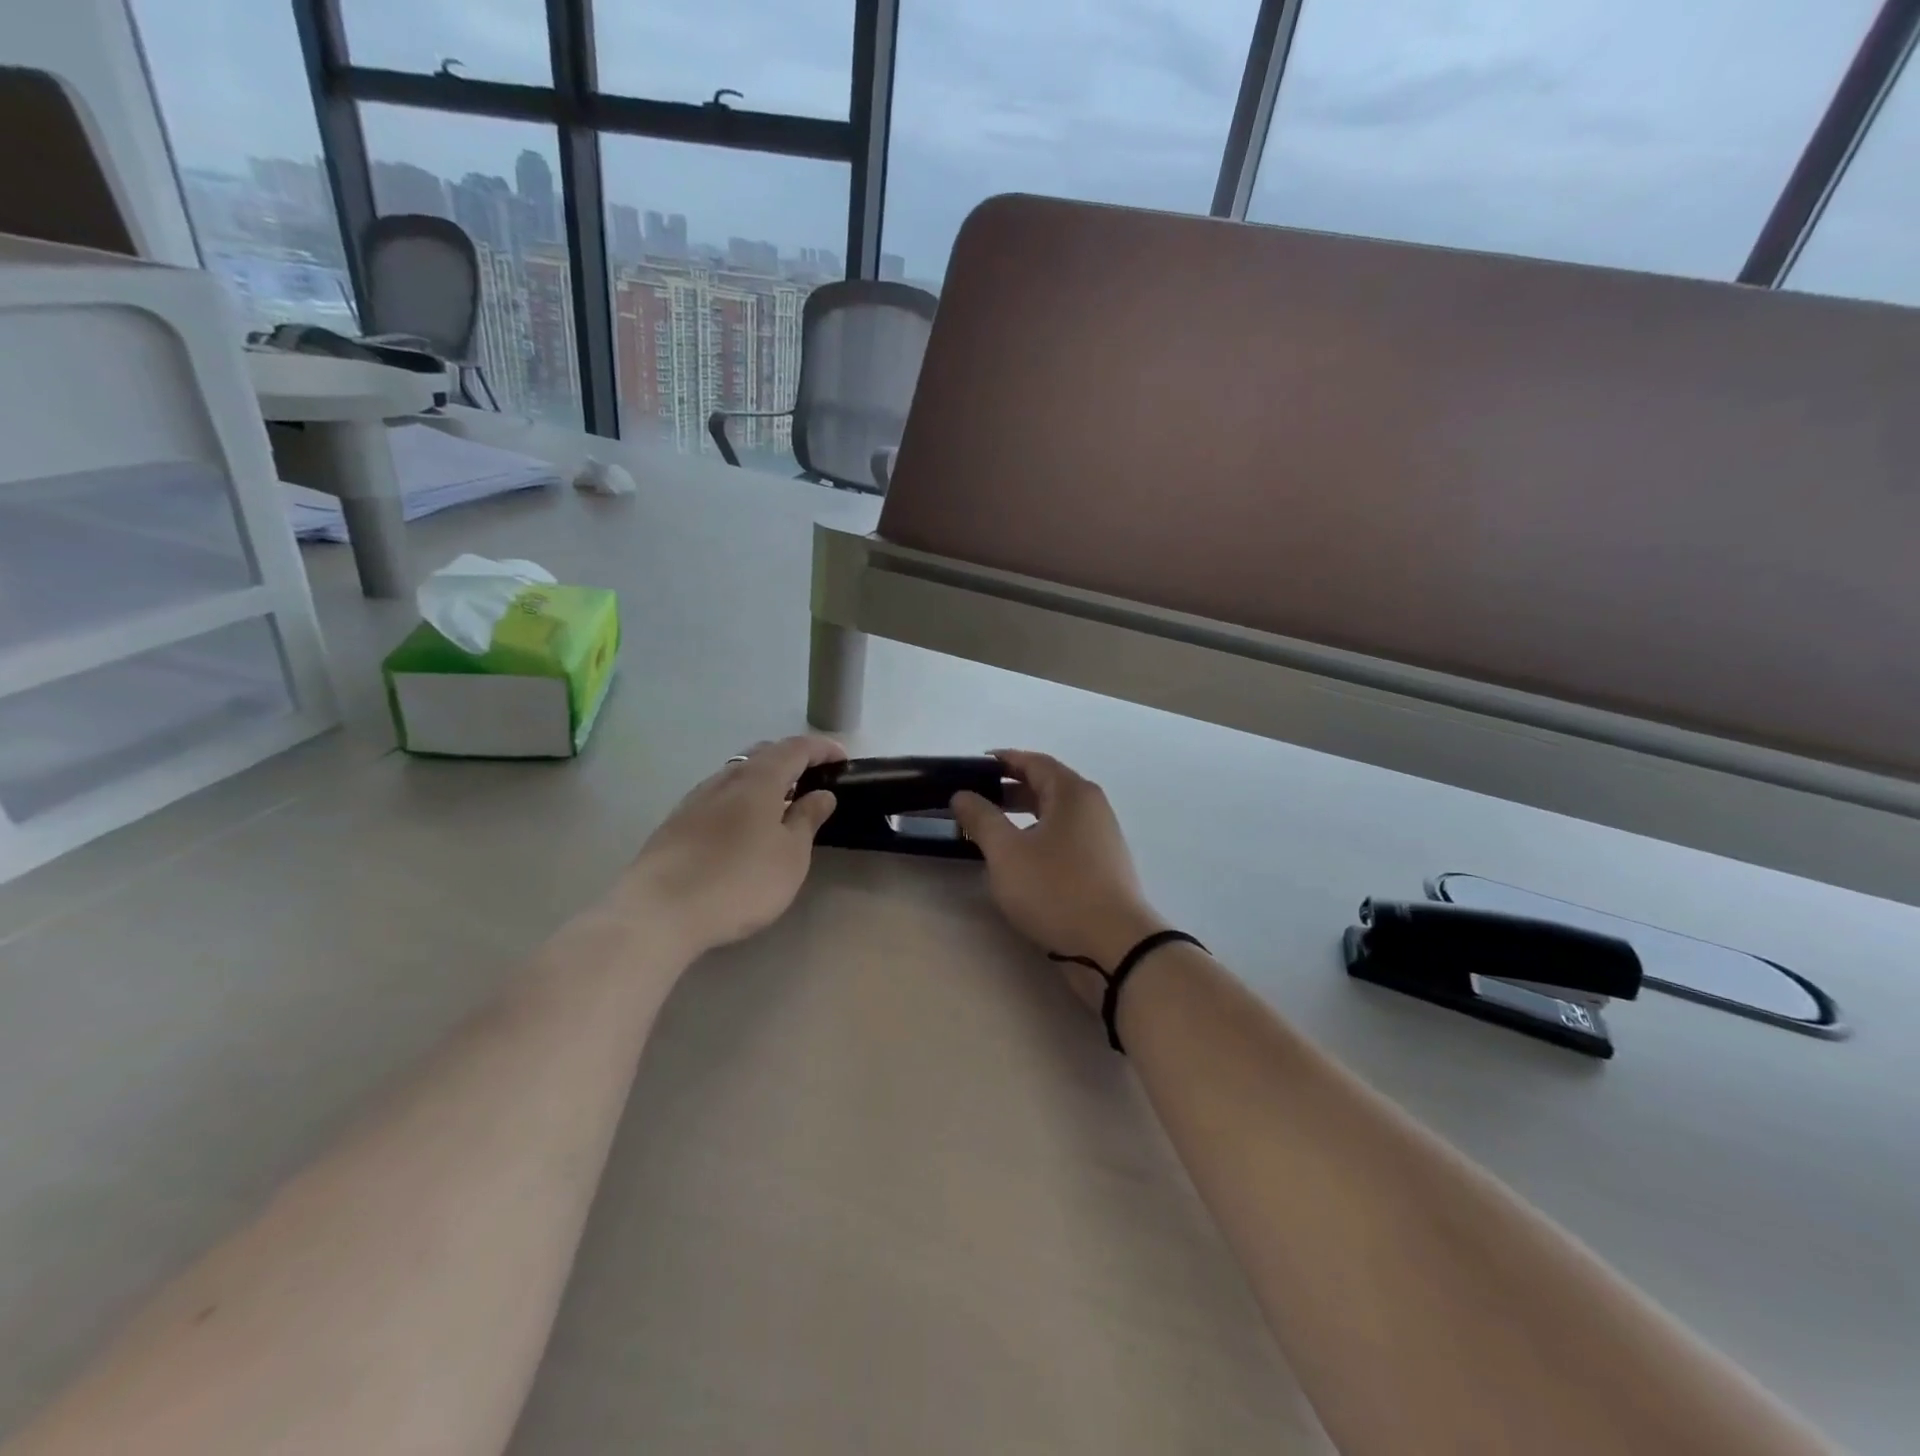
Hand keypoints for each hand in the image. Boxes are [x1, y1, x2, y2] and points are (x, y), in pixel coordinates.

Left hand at [625, 735, 844, 957]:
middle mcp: (725, 778)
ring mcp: (695, 799)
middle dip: (791, 760)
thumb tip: (822, 794)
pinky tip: (743, 826)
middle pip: (763, 754)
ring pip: (737, 775)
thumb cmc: (739, 881)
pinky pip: (719, 797)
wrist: (658, 912)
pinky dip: (741, 799)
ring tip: (781, 804)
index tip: (842, 760)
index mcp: (759, 779)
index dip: (821, 749)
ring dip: (763, 780)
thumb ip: (808, 820)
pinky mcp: (676, 822)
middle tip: (813, 779)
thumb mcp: (790, 856)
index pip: (795, 748)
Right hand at [949, 751, 1168, 1008]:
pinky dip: (1038, 838)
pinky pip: (1064, 839)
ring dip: (1023, 816)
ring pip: (1055, 815)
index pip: (1034, 761)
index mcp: (1073, 792)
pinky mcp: (1102, 867)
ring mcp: (1101, 838)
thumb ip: (982, 819)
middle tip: (975, 800)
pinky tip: (1019, 860)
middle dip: (1009, 790)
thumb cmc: (1056, 890)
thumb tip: (963, 794)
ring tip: (990, 831)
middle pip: (1046, 787)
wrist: (1114, 946)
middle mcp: (1092, 807)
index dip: (1002, 761)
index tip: (972, 767)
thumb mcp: (1007, 853)